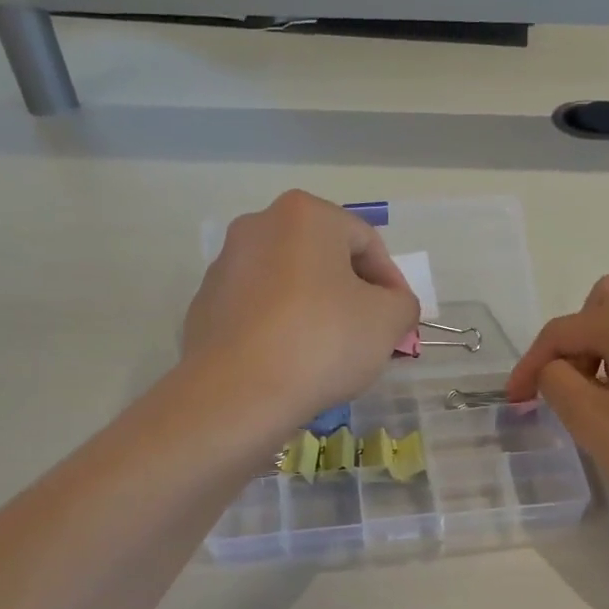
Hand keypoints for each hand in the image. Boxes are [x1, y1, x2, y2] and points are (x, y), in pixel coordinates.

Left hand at [183, 191, 418, 421]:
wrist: (238, 392)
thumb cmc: (323, 341)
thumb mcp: (388, 321)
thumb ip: (402, 304)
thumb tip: (393, 305)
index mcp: (306, 215)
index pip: (367, 242)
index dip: (392, 283)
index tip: (400, 321)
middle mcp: (259, 225)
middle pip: (325, 259)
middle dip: (353, 295)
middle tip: (370, 336)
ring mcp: (226, 265)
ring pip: (290, 284)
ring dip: (317, 310)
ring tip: (331, 354)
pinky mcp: (206, 305)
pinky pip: (260, 310)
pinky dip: (282, 328)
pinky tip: (294, 363)